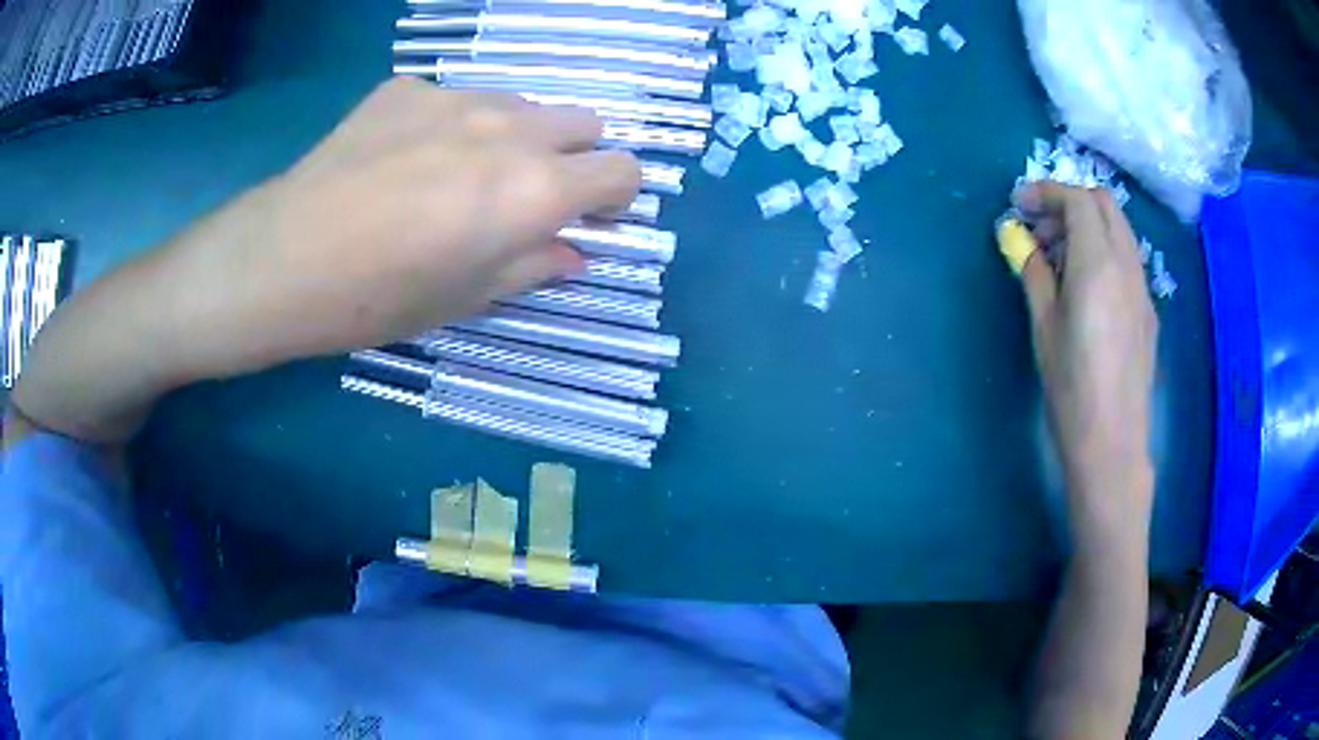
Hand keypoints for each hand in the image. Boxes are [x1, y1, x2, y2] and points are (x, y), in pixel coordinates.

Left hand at [162, 78, 640, 378]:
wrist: (281, 261)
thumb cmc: (375, 299)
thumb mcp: (465, 299)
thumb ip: (534, 266)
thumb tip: (575, 252)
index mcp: (533, 189)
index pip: (623, 170)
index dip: (616, 196)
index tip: (588, 217)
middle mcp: (509, 128)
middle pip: (583, 121)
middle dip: (572, 157)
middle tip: (525, 194)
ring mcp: (455, 96)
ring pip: (522, 103)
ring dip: (515, 135)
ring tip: (458, 173)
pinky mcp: (407, 87)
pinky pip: (455, 97)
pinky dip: (451, 124)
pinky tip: (403, 157)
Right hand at [1012, 182, 1158, 534]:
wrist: (1112, 442)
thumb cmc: (1072, 387)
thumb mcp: (1043, 327)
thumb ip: (1034, 273)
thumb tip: (1021, 241)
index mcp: (1099, 264)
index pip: (1077, 200)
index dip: (1045, 192)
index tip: (1018, 204)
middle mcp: (1127, 265)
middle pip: (1103, 204)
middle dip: (1069, 202)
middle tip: (1039, 228)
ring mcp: (1142, 288)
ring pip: (1118, 230)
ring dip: (1088, 226)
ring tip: (1059, 258)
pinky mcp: (1148, 311)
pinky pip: (1127, 259)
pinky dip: (1104, 251)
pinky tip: (1085, 287)